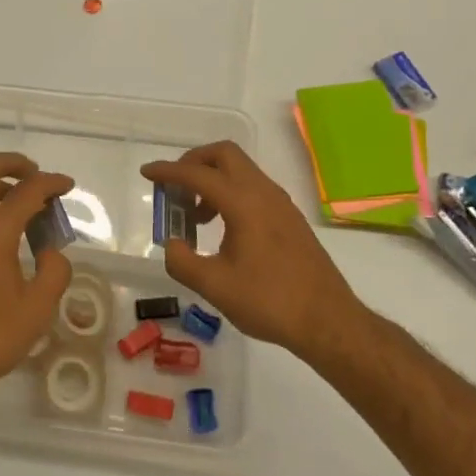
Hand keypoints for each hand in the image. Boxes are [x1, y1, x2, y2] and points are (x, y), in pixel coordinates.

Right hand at [142, 141, 357, 355]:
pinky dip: (231, 193)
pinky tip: (223, 229)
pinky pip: (253, 188)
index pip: (197, 174)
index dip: (168, 172)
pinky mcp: (289, 217)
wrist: (328, 321)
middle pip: (224, 155)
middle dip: (194, 162)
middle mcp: (263, 192)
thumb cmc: (270, 301)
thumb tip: (173, 244)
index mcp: (243, 202)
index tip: (147, 173)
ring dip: (213, 180)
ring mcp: (280, 203)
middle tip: (176, 188)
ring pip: (241, 170)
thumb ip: (183, 261)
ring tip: (196, 217)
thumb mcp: (215, 287)